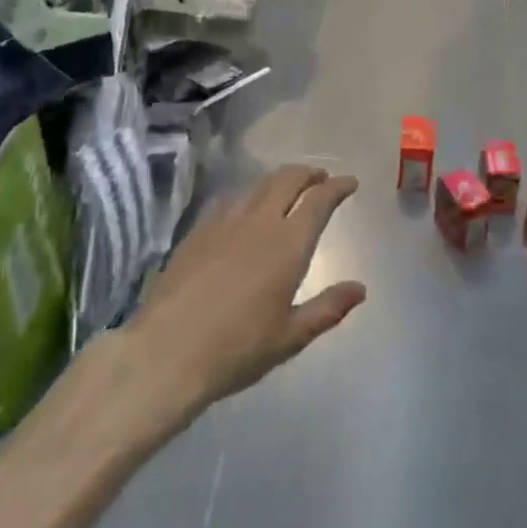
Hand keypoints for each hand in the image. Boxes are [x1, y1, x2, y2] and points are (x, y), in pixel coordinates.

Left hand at [132, 165, 365, 410]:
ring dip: (279, 180)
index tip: (350, 182)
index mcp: (289, 244)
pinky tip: (243, 208)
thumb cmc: (236, 349)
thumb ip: (328, 308)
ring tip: (287, 187)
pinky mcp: (197, 232)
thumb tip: (360, 288)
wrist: (165, 353)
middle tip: (320, 178)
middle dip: (309, 174)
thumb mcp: (290, 337)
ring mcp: (225, 223)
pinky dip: (246, 195)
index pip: (319, 200)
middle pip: (288, 180)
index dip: (337, 186)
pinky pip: (228, 200)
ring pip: (258, 185)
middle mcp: (260, 222)